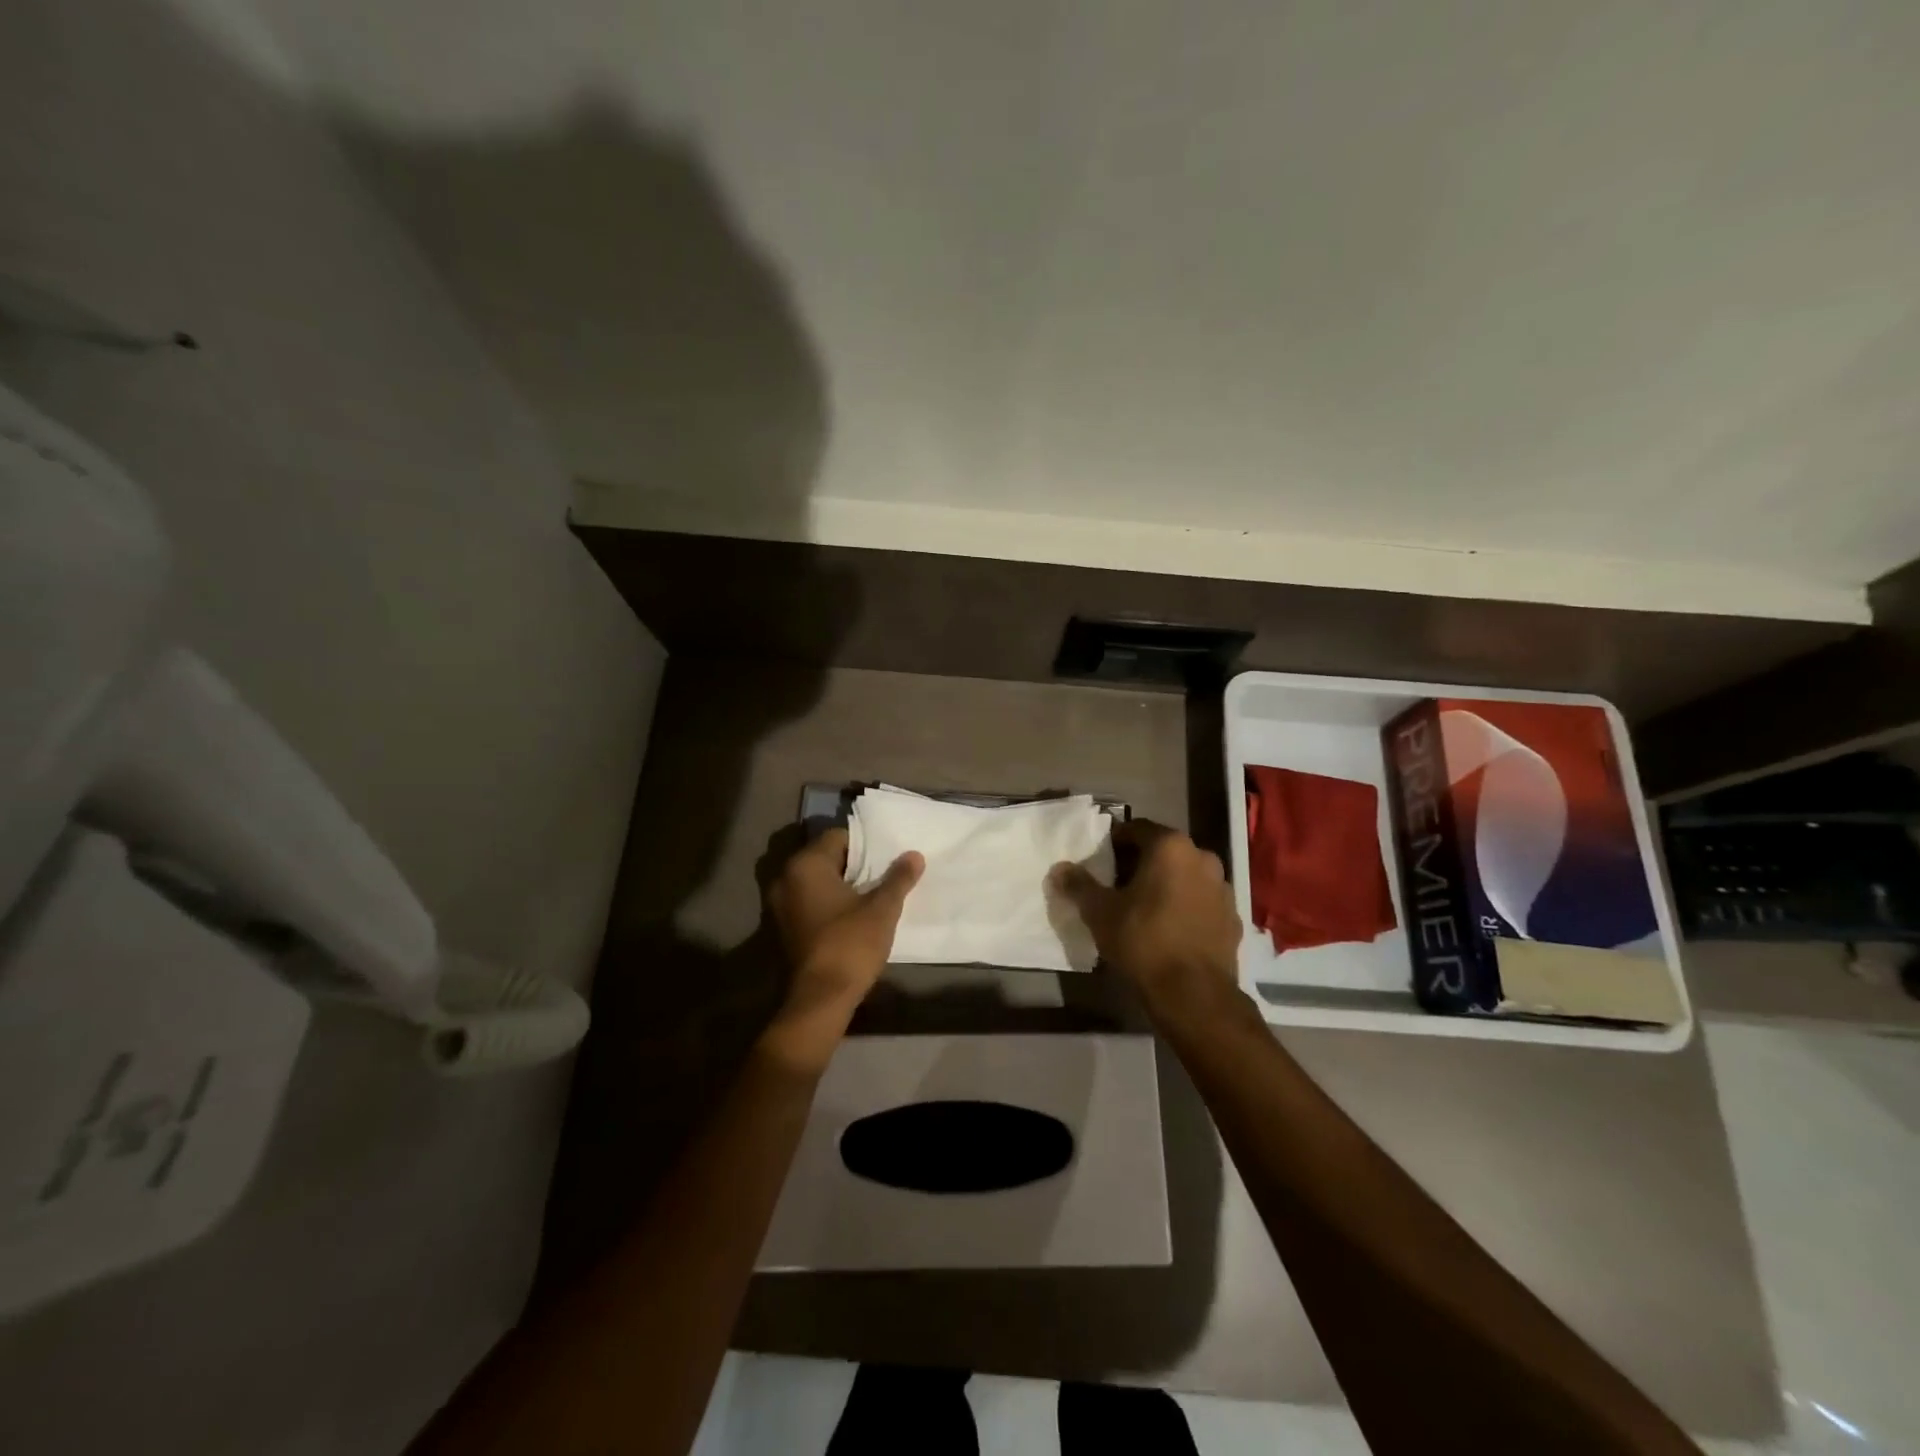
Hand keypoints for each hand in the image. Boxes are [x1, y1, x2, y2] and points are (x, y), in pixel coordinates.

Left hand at [763, 829, 923, 1064]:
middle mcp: (785, 878)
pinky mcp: (782, 927)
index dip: (865, 846)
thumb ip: (898, 878)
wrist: (820, 999)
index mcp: (805, 865)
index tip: (885, 860)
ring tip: (870, 896)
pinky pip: (807, 902)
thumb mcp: (882, 909)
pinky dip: (826, 903)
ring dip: (839, 885)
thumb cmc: (850, 944)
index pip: (838, 837)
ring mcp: (779, 904)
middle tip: (881, 876)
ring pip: (815, 881)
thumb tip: (914, 855)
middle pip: (825, 858)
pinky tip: (850, 917)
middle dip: (853, 865)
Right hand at [1051, 820, 1241, 1010]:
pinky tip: (1169, 929)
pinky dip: (1185, 906)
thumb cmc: (1143, 941)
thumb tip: (1059, 869)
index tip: (1100, 862)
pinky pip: (1201, 901)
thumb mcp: (1100, 912)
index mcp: (1171, 847)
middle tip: (1117, 885)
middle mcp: (1202, 857)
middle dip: (1140, 863)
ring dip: (1165, 884)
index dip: (1115, 843)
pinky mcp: (1233, 917)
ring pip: (1185, 875)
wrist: (1194, 994)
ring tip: (1143, 908)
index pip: (1137, 829)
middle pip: (1164, 850)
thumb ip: (1079, 885)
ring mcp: (1222, 888)